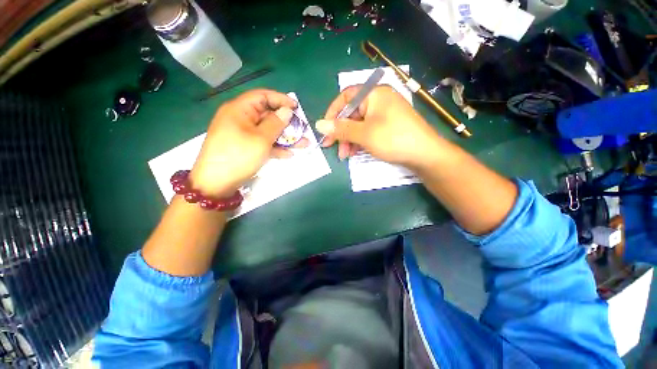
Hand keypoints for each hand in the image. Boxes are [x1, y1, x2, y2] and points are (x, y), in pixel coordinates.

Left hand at [190, 89, 307, 196]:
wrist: (216, 183)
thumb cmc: (239, 156)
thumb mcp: (261, 139)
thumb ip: (276, 123)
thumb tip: (287, 111)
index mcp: (240, 110)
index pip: (262, 96)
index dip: (281, 100)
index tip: (296, 108)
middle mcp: (240, 119)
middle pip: (267, 115)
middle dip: (287, 123)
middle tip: (302, 130)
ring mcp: (243, 135)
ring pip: (268, 131)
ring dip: (285, 138)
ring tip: (303, 144)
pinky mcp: (245, 148)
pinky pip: (263, 143)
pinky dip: (275, 147)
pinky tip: (289, 154)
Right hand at [316, 85, 442, 169]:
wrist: (424, 154)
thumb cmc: (393, 139)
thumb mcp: (364, 134)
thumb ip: (340, 129)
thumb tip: (318, 125)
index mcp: (374, 94)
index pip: (346, 97)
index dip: (332, 112)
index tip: (325, 128)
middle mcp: (379, 100)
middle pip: (352, 113)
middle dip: (341, 132)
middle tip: (332, 147)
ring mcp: (384, 114)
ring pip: (359, 124)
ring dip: (349, 139)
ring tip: (345, 155)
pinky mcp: (388, 126)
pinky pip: (368, 130)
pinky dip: (359, 141)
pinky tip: (355, 152)